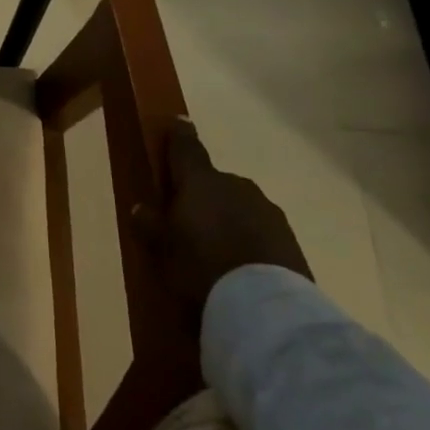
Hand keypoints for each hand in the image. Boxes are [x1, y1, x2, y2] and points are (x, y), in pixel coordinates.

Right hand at [136, 120, 311, 331]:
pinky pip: (259, 230)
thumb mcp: (162, 250)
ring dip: (228, 218)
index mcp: (200, 182)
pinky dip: (248, 239)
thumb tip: (140, 208)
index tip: (178, 121)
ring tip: (216, 248)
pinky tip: (240, 264)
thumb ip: (150, 225)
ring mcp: (267, 211)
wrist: (265, 309)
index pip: (186, 149)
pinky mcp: (289, 239)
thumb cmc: (201, 269)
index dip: (180, 135)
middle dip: (203, 195)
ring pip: (240, 206)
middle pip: (214, 183)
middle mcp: (236, 187)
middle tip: (189, 219)